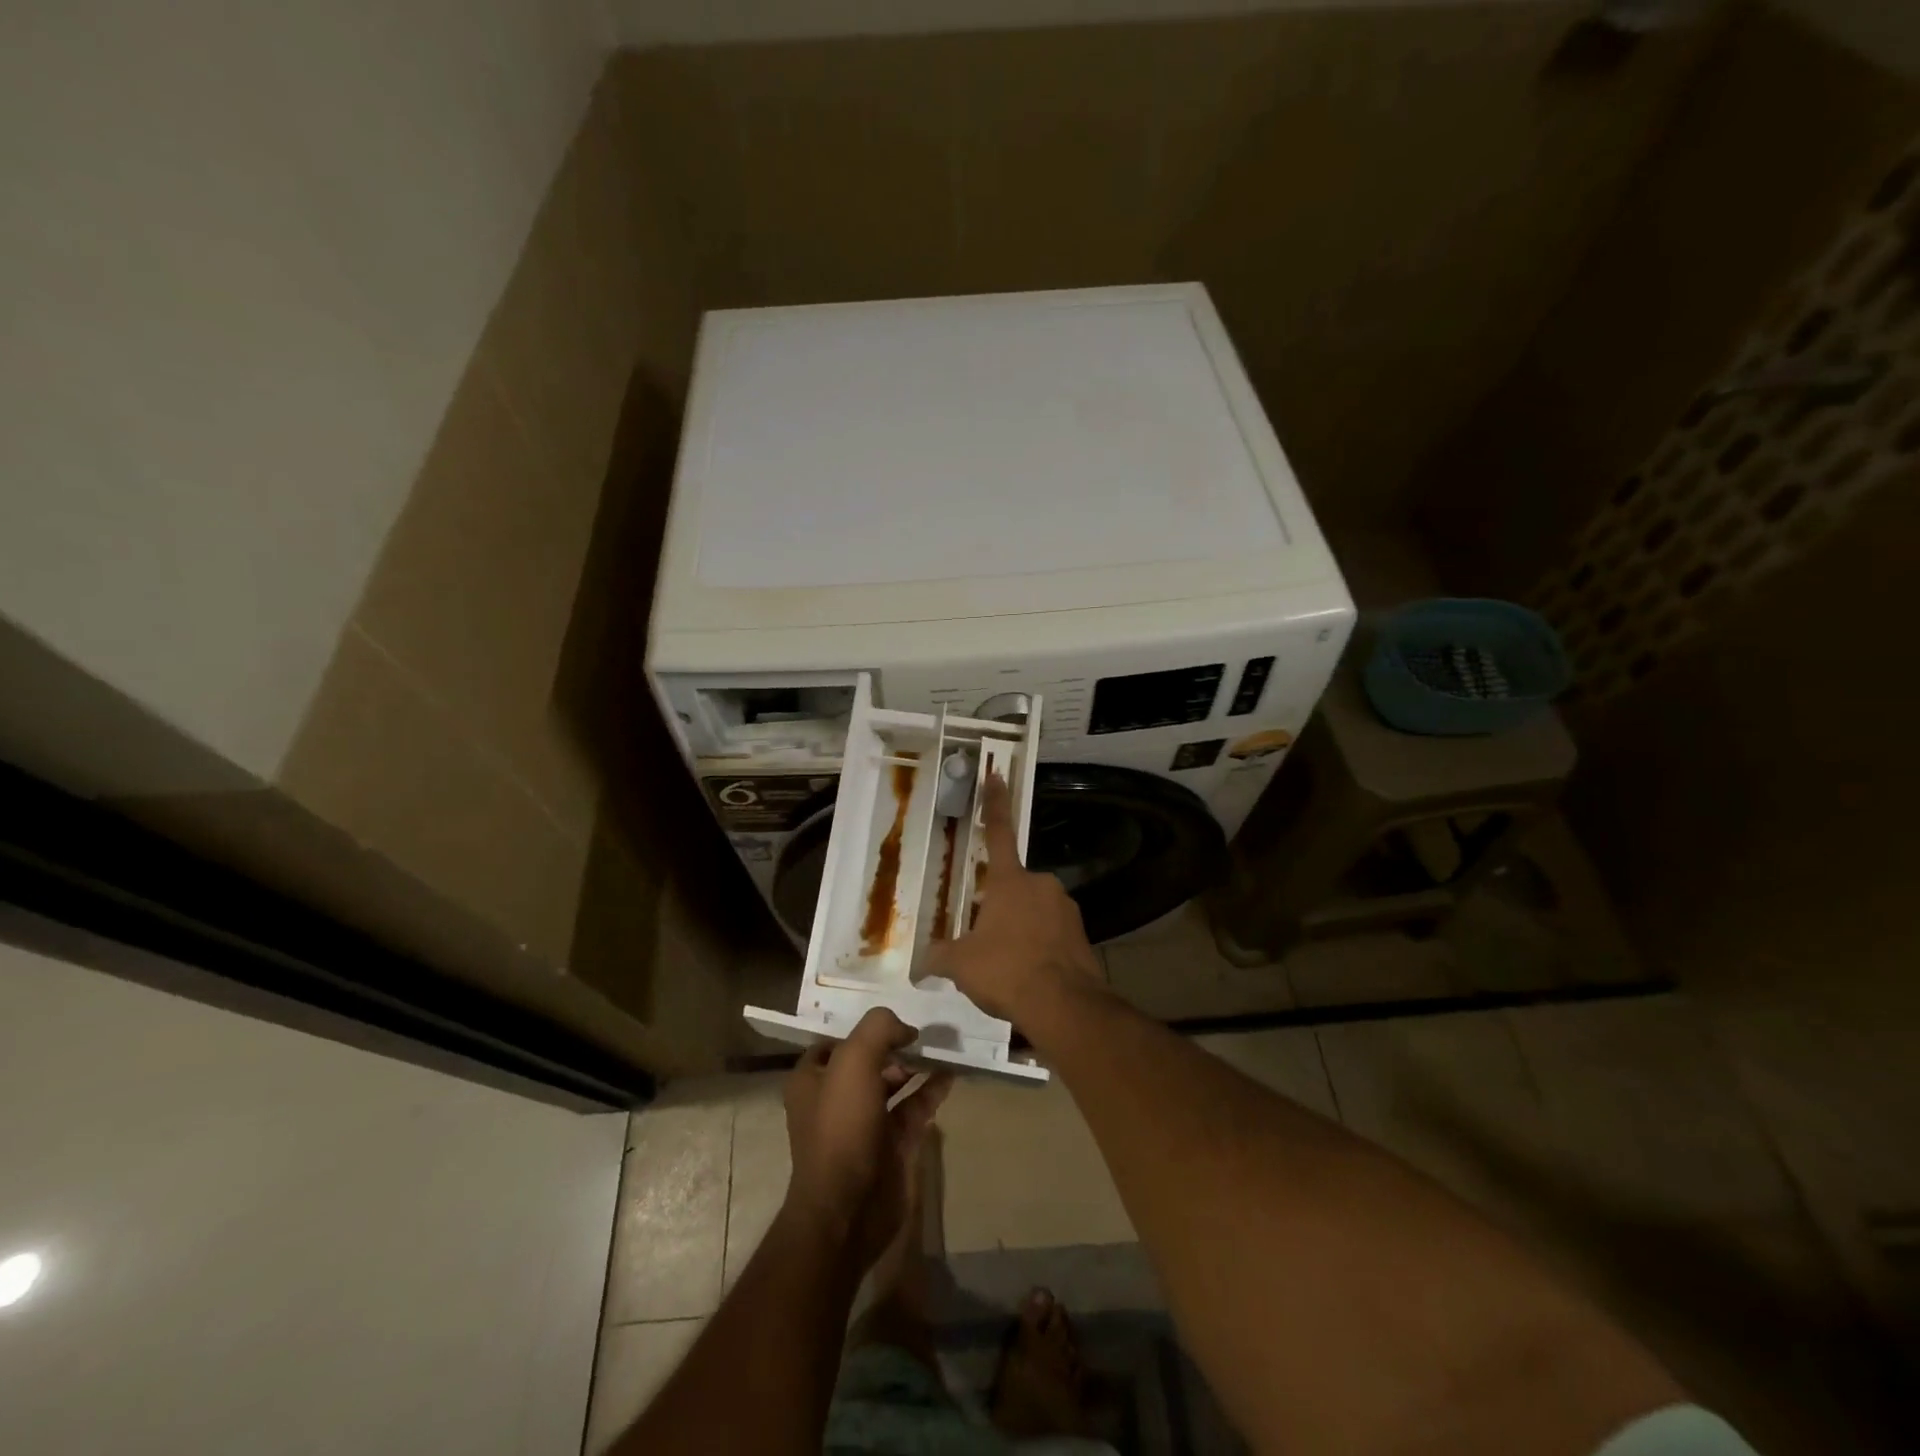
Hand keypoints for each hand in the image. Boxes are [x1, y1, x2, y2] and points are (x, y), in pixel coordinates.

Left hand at [782, 1008, 950, 1268]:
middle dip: (895, 1044)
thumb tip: (905, 1029)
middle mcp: (835, 1098)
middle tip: (926, 1028)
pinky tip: (950, 1074)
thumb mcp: (854, 1061)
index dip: (864, 1027)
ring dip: (916, 1065)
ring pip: (894, 1083)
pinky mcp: (892, 1145)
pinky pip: (914, 1108)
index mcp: (812, 1078)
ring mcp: (865, 1123)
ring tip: (943, 1044)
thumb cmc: (842, 1127)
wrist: (849, 1209)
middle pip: (869, 1060)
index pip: (837, 1040)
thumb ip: (878, 1029)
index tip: (895, 1014)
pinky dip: (931, 1090)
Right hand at [925, 772, 1103, 1023]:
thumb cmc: (1006, 970)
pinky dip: (1040, 948)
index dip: (994, 802)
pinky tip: (1030, 975)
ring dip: (1021, 930)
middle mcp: (1041, 885)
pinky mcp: (1083, 935)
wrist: (1064, 1005)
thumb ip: (938, 956)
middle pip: (1013, 887)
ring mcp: (1066, 909)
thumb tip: (918, 962)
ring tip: (1009, 966)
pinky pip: (1052, 934)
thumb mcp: (961, 965)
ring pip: (1034, 912)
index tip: (996, 774)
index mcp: (1010, 881)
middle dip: (999, 908)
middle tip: (986, 942)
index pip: (997, 832)